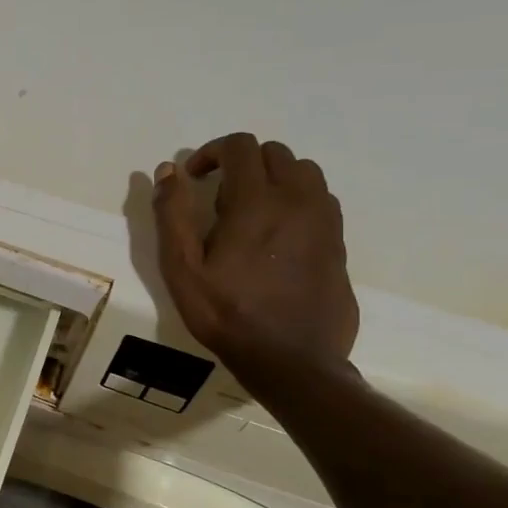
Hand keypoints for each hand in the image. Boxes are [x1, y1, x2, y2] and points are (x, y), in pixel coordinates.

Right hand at [152, 133, 358, 372]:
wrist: (291, 360)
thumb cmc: (226, 314)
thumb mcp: (181, 268)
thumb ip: (172, 214)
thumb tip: (169, 171)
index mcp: (257, 202)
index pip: (241, 146)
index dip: (211, 152)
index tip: (194, 178)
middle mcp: (298, 201)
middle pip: (275, 153)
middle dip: (242, 163)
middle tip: (217, 196)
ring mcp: (324, 222)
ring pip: (304, 172)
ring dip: (273, 177)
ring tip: (249, 210)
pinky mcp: (339, 243)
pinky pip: (320, 200)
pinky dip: (296, 199)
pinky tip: (276, 233)